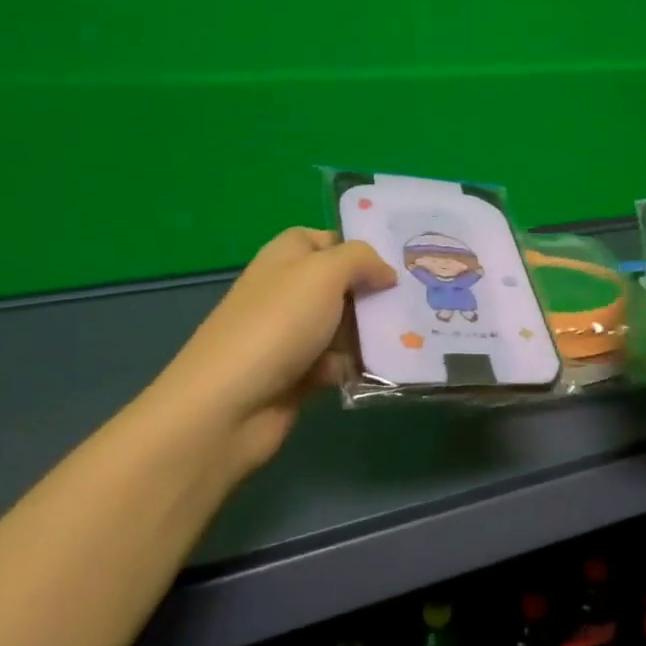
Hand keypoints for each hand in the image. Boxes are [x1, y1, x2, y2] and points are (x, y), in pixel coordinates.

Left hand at [154, 227, 395, 470]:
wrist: (229, 405)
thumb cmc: (277, 325)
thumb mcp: (323, 274)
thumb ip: (360, 259)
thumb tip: (385, 272)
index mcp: (286, 258)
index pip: (326, 240)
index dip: (358, 247)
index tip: (397, 263)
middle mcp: (287, 292)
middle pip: (342, 286)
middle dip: (375, 295)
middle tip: (416, 302)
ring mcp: (291, 336)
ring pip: (345, 327)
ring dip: (371, 335)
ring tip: (411, 339)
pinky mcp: (298, 375)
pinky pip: (339, 364)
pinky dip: (356, 368)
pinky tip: (377, 373)